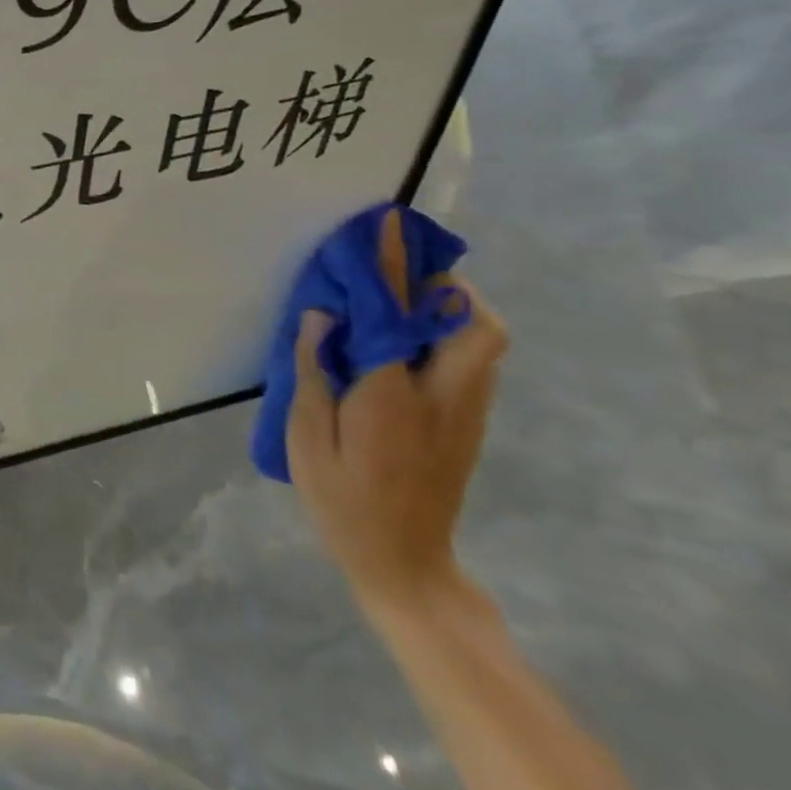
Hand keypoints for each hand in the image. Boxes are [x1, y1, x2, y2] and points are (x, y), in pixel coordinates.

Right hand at [286, 208, 507, 618]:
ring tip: (408, 294)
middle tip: (406, 267)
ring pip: (483, 342)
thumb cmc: (342, 500)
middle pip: (475, 326)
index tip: (386, 226)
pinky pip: (472, 361)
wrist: (404, 564)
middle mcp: (442, 397)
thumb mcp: (307, 438)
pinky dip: (451, 333)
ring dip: (454, 306)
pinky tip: (409, 339)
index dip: (391, 267)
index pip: (396, 316)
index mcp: (392, 397)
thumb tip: (322, 316)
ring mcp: (465, 413)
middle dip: (447, 284)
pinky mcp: (469, 426)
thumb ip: (313, 372)